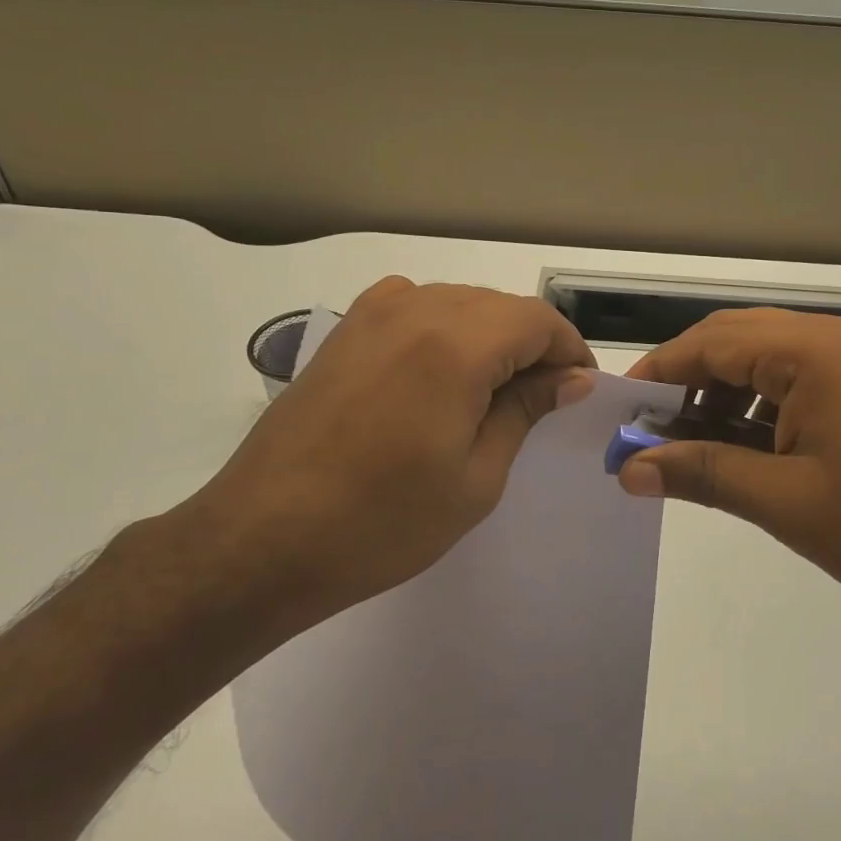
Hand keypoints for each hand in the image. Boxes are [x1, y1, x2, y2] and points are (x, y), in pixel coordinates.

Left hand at [173, 277, 594, 637]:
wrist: (263, 538)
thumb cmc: (382, 521)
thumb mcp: (476, 477)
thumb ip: (525, 411)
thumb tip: (569, 377)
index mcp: (457, 345)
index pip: (538, 320)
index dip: (568, 351)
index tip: (577, 391)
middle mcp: (415, 309)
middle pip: (500, 306)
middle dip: (532, 345)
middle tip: (540, 401)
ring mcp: (372, 314)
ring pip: (458, 302)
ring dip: (488, 337)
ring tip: (490, 395)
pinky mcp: (344, 330)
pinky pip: (415, 308)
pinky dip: (443, 331)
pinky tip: (438, 376)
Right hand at [620, 309, 840, 615]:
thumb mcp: (785, 501)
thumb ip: (703, 474)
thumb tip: (629, 470)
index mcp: (811, 352)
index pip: (712, 343)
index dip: (659, 373)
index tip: (619, 410)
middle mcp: (830, 340)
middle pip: (734, 340)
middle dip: (686, 381)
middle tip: (648, 428)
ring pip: (762, 360)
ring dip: (719, 395)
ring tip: (687, 445)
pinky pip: (791, 381)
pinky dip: (755, 407)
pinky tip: (738, 449)